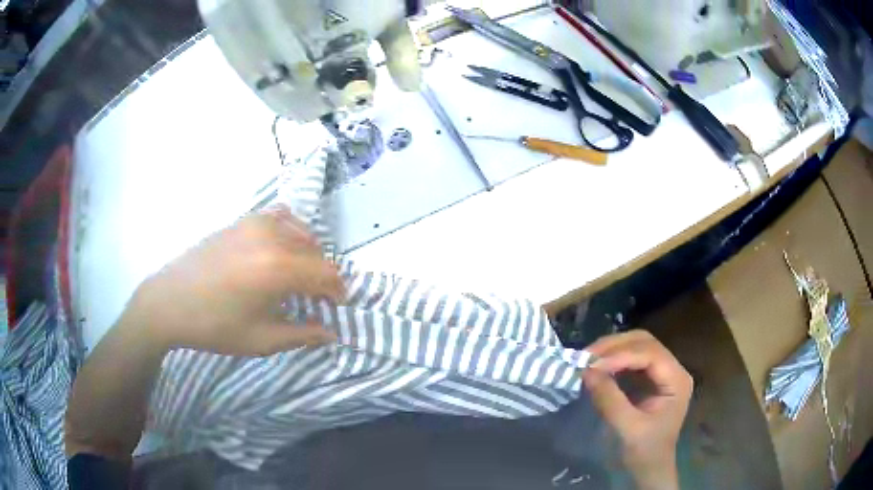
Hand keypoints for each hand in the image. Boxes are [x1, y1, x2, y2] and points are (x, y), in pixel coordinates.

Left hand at [128, 206, 342, 355]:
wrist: (170, 301)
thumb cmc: (215, 326)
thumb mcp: (261, 340)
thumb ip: (302, 335)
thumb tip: (332, 334)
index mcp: (278, 269)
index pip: (326, 273)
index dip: (337, 290)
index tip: (337, 306)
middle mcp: (272, 238)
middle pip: (315, 250)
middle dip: (323, 275)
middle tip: (316, 298)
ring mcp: (255, 223)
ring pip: (300, 230)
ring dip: (308, 252)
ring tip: (299, 275)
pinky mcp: (241, 220)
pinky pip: (279, 217)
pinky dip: (290, 231)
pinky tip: (280, 248)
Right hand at [582, 330, 692, 489]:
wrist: (650, 468)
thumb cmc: (644, 451)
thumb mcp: (627, 428)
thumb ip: (609, 399)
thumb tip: (586, 371)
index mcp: (676, 380)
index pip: (650, 354)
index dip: (621, 355)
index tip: (592, 364)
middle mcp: (673, 369)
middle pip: (644, 342)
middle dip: (614, 346)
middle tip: (586, 356)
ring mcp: (662, 372)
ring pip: (637, 346)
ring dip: (612, 350)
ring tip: (588, 359)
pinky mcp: (650, 379)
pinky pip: (631, 359)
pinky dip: (613, 360)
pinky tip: (598, 366)